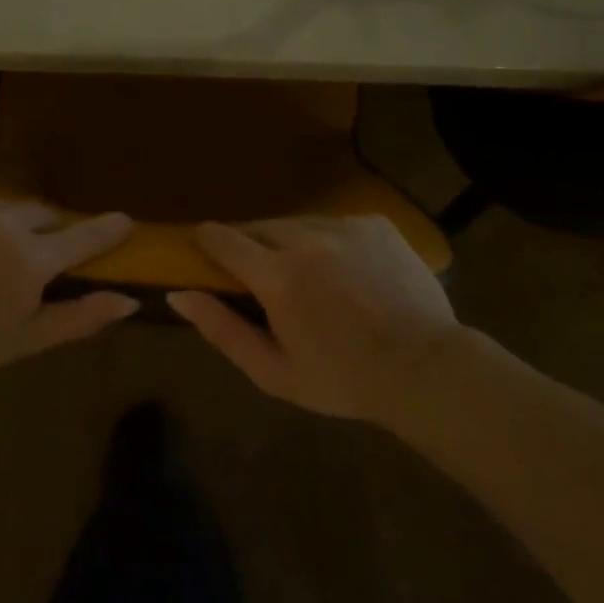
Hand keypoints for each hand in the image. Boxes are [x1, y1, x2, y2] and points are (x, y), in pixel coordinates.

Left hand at [0, 187, 138, 385]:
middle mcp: (5, 220)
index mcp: (30, 259)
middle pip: (42, 215)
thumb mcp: (24, 340)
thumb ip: (80, 317)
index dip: (107, 229)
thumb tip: (129, 302)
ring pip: (3, 207)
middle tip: (29, 257)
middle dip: (44, 232)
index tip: (125, 220)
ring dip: (2, 226)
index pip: (83, 236)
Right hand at [167, 215, 461, 422]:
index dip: (208, 241)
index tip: (204, 247)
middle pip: (259, 226)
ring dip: (289, 241)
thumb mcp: (274, 372)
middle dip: (250, 244)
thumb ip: (222, 330)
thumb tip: (178, 295)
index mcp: (278, 277)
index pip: (223, 239)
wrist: (425, 369)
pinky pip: (334, 223)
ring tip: (306, 273)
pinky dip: (327, 240)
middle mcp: (306, 239)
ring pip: (296, 222)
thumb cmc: (343, 380)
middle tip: (259, 273)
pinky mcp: (374, 223)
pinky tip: (344, 270)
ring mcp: (344, 226)